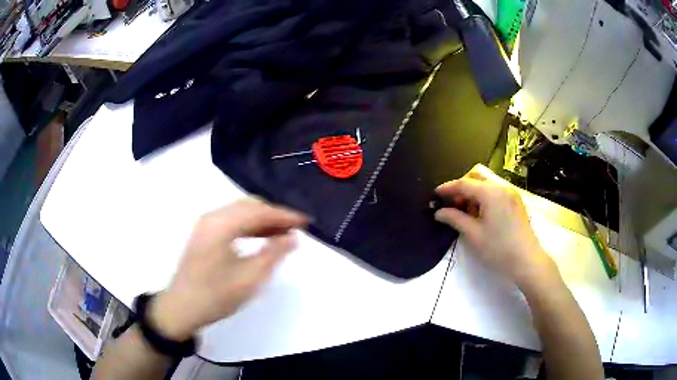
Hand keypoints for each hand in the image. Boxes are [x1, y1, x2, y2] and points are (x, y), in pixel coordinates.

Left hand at [148, 199, 307, 340]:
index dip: (284, 215)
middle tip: (295, 228)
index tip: (306, 222)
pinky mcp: (204, 234)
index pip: (259, 211)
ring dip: (262, 220)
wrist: (181, 308)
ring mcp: (205, 224)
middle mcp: (212, 217)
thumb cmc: (216, 296)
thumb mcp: (250, 278)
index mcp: (221, 225)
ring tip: (283, 233)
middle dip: (274, 215)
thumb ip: (274, 254)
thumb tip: (292, 238)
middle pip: (248, 206)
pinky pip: (231, 221)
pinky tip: (261, 237)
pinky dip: (249, 226)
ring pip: (240, 212)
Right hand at [434, 165, 557, 288]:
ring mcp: (511, 193)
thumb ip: (455, 219)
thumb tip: (439, 212)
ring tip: (466, 213)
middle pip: (477, 177)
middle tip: (452, 205)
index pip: (464, 183)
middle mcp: (502, 187)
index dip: (448, 188)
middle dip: (462, 187)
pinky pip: (496, 192)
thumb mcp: (473, 235)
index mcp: (491, 192)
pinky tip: (481, 215)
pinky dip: (484, 198)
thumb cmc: (499, 248)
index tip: (435, 195)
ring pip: (487, 184)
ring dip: (473, 193)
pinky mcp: (516, 202)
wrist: (527, 261)